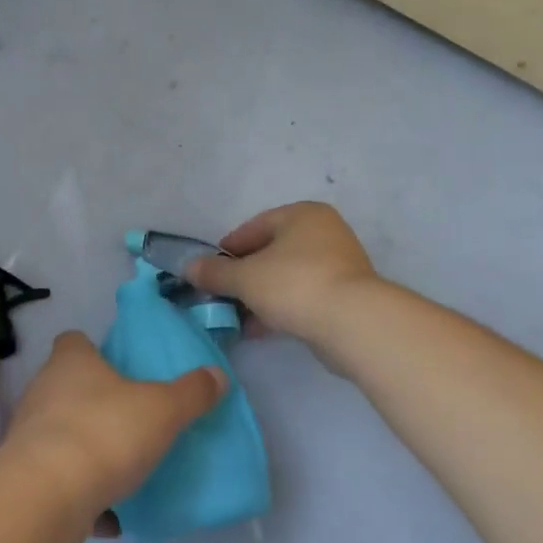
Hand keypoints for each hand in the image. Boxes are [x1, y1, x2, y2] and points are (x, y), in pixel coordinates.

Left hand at [3, 331, 225, 542]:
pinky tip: (113, 515)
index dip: (93, 349)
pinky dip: (83, 495)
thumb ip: (191, 393)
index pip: (74, 341)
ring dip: (89, 451)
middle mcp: (44, 390)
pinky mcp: (27, 479)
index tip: (117, 365)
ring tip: (125, 469)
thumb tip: (218, 374)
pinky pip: (61, 482)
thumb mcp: (162, 410)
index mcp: (71, 362)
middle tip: (132, 417)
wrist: (46, 497)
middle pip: (68, 387)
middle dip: (96, 401)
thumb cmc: (105, 433)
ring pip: (64, 435)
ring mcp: (30, 435)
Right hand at [186, 202, 379, 354]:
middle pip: (272, 251)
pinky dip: (282, 308)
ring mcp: (340, 264)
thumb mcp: (245, 277)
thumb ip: (214, 272)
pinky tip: (261, 329)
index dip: (228, 249)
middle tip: (223, 294)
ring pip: (288, 276)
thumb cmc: (294, 284)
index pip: (255, 226)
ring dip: (261, 295)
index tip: (210, 270)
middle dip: (245, 275)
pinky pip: (304, 296)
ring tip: (238, 317)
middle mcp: (324, 232)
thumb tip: (187, 267)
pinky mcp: (347, 295)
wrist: (354, 324)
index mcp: (302, 214)